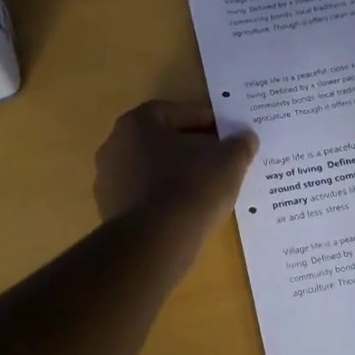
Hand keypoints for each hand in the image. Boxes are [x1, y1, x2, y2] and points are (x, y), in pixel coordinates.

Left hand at [95, 102, 257, 230]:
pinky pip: (145, 198)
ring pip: (151, 171)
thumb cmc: (190, 187)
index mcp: (136, 123)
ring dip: (176, 175)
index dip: (204, 120)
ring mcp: (108, 182)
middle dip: (189, 148)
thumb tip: (246, 137)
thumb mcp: (228, 161)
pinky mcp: (110, 213)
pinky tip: (187, 212)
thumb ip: (239, 144)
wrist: (155, 242)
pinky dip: (164, 200)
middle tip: (218, 159)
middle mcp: (114, 146)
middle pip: (160, 141)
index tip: (224, 133)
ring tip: (206, 189)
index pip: (174, 112)